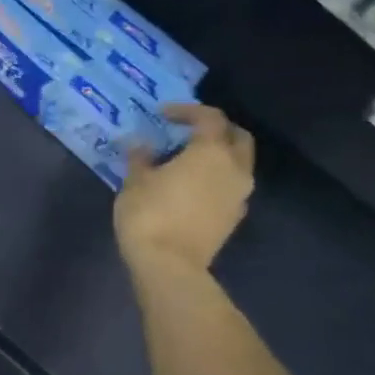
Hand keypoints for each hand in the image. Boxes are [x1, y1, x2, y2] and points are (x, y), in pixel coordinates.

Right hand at [114, 104, 253, 278]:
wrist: (169, 264)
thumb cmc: (149, 215)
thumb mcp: (135, 182)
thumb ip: (140, 158)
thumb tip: (140, 145)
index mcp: (210, 152)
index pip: (209, 118)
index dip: (187, 111)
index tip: (164, 114)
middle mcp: (234, 168)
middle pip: (238, 136)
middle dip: (215, 128)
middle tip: (188, 131)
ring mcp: (239, 194)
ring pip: (239, 162)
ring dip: (218, 154)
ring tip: (187, 160)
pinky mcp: (235, 215)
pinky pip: (231, 185)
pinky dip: (217, 177)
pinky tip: (192, 186)